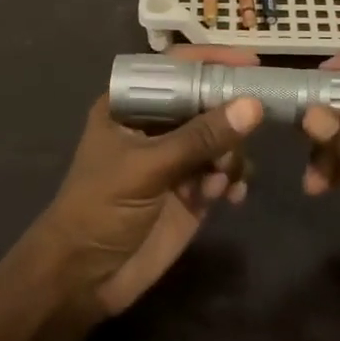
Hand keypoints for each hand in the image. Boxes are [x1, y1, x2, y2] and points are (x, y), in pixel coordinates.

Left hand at [32, 46, 264, 317]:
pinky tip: (229, 197)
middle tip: (255, 125)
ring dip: (230, 156)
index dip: (212, 61)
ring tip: (219, 183)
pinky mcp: (192, 190)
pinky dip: (233, 180)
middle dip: (230, 116)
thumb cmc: (100, 209)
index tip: (252, 62)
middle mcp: (157, 125)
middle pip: (206, 102)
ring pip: (222, 138)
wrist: (84, 279)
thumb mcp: (147, 168)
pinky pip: (226, 172)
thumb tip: (252, 105)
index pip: (175, 69)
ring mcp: (176, 158)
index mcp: (131, 105)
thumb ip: (200, 137)